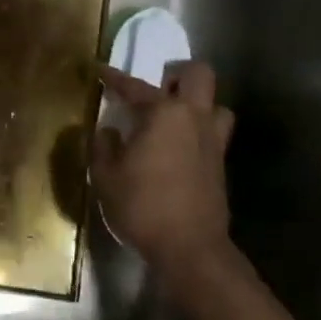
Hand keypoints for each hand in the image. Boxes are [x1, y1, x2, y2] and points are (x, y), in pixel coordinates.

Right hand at [92, 61, 234, 275]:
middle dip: (179, 74)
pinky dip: (198, 132)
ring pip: (216, 105)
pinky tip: (178, 148)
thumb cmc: (142, 205)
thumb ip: (102, 146)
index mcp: (164, 113)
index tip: (100, 70)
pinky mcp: (220, 165)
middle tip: (158, 87)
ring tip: (174, 118)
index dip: (114, 78)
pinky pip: (214, 133)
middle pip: (199, 75)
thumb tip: (108, 131)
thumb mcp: (105, 176)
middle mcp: (194, 118)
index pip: (135, 86)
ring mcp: (213, 141)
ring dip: (198, 104)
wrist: (190, 249)